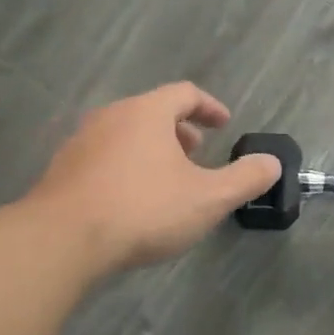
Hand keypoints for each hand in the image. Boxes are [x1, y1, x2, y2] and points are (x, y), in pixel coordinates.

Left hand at [25, 83, 281, 274]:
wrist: (62, 241)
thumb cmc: (143, 209)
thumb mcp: (208, 198)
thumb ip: (245, 179)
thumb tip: (272, 163)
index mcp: (146, 112)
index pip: (184, 93)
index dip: (209, 107)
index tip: (224, 124)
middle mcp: (110, 117)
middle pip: (151, 112)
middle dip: (180, 130)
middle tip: (198, 154)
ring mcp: (80, 143)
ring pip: (124, 135)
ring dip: (151, 150)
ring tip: (167, 180)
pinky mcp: (61, 172)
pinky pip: (103, 159)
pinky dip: (125, 168)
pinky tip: (131, 201)